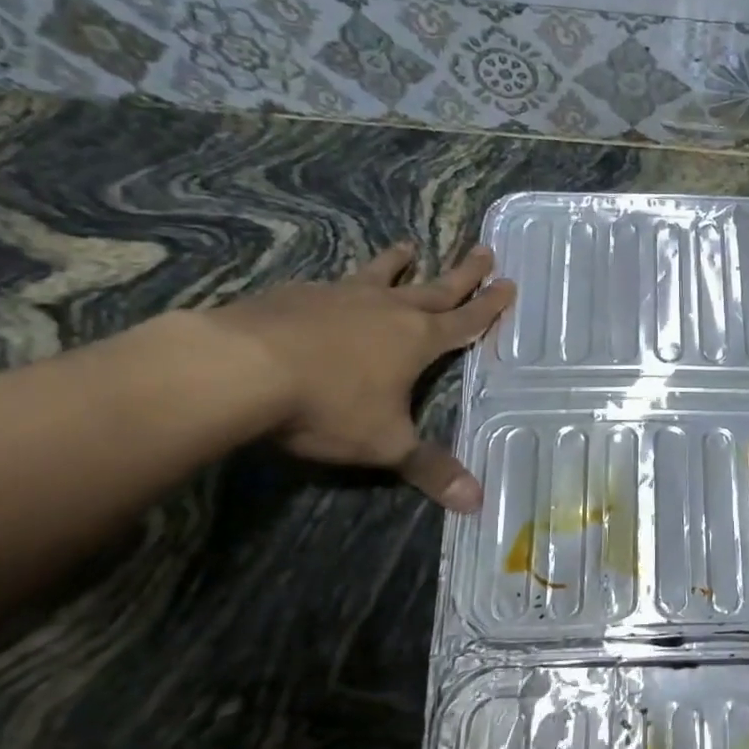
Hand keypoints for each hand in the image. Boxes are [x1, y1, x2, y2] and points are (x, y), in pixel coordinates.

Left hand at [203, 241, 513, 510]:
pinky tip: (333, 286)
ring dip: (398, 263)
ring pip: (380, 275)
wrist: (240, 368)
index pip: (465, 320)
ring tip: (408, 246)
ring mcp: (340, 296)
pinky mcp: (297, 295)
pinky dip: (344, 283)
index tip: (508, 283)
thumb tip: (477, 502)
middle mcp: (386, 309)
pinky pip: (332, 284)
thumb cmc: (329, 405)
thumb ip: (430, 468)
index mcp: (417, 339)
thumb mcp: (386, 444)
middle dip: (463, 273)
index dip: (490, 306)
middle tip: (485, 251)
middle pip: (434, 287)